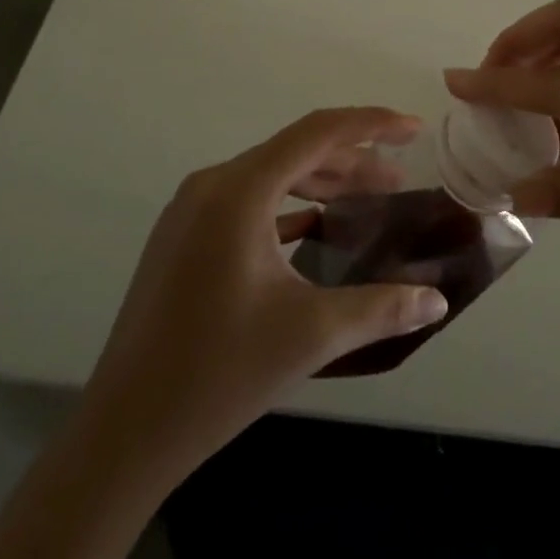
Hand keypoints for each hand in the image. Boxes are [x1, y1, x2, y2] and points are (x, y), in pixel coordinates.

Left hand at [86, 107, 449, 472]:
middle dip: (352, 162)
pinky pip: (246, 201)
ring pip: (270, 175)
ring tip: (364, 201)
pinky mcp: (182, 236)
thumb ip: (380, 309)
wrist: (122, 434)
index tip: (412, 129)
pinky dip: (287, 205)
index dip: (371, 124)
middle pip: (295, 152)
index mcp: (240, 191)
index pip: (318, 133)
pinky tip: (314, 227)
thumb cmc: (218, 374)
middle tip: (397, 181)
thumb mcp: (309, 336)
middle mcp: (212, 185)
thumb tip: (437, 301)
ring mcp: (191, 210)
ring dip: (320, 183)